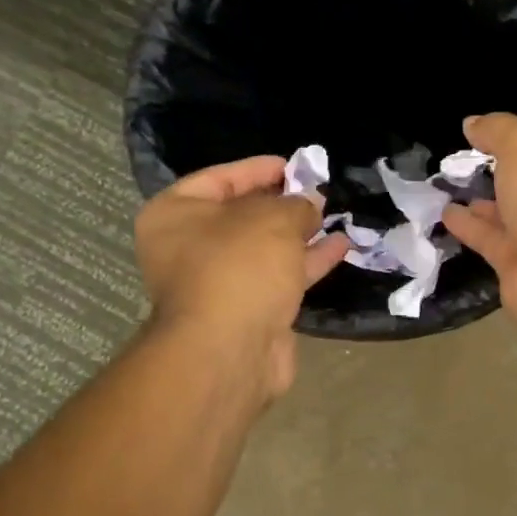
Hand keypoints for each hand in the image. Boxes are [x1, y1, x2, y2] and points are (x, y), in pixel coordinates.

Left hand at [134, 156, 350, 399]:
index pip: (217, 179)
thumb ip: (296, 205)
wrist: (230, 350)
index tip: (292, 165)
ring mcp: (218, 282)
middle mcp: (190, 248)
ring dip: (299, 233)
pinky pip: (280, 276)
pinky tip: (341, 246)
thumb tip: (311, 203)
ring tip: (334, 214)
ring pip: (265, 249)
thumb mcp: (273, 219)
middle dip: (282, 203)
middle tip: (316, 189)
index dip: (256, 169)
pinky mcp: (247, 311)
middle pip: (241, 215)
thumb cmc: (239, 266)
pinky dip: (308, 262)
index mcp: (175, 215)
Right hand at [442, 114, 516, 351]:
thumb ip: (496, 129)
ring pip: (512, 210)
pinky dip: (470, 226)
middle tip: (464, 156)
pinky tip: (446, 213)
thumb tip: (473, 124)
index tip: (488, 128)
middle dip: (503, 167)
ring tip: (448, 183)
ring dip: (484, 199)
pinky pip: (492, 239)